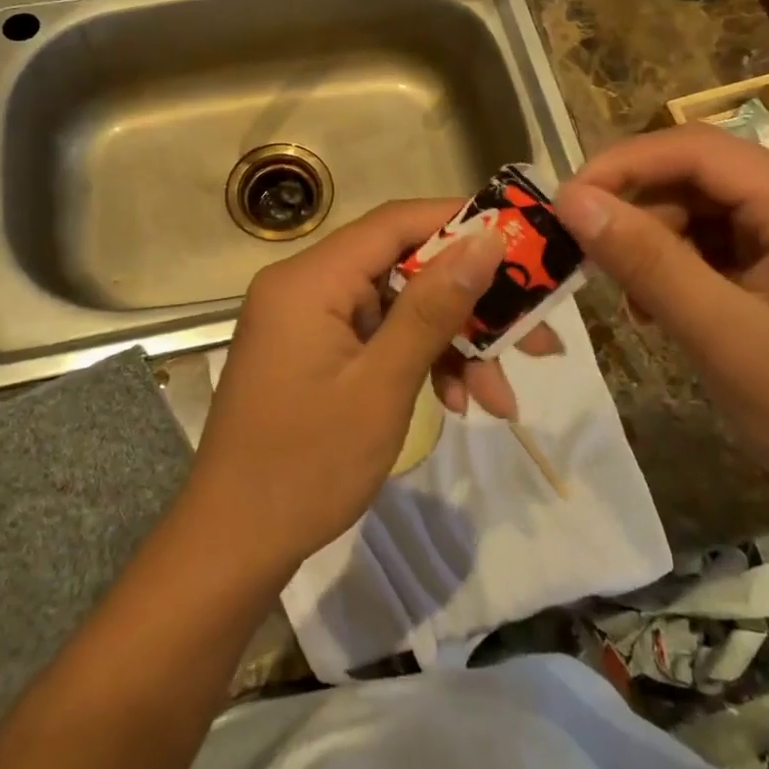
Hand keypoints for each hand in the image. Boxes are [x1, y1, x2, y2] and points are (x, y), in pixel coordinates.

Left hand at [185, 200, 506, 577]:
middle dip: (469, 304)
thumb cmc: (306, 465)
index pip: (395, 223)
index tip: (522, 240)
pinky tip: (458, 403)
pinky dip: (419, 362)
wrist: (234, 546)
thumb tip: (486, 240)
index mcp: (311, 279)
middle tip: (534, 336)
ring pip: (399, 308)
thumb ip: (433, 307)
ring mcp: (310, 321)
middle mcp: (307, 286)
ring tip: (502, 398)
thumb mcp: (383, 385)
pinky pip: (379, 338)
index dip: (460, 223)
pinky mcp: (316, 351)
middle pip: (404, 268)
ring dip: (452, 345)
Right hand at [554, 125, 768, 512]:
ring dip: (663, 245)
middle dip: (642, 213)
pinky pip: (733, 242)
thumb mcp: (720, 335)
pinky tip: (671, 308)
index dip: (622, 165)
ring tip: (638, 301)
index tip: (566, 200)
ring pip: (713, 210)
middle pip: (704, 177)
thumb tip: (571, 198)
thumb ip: (645, 260)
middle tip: (594, 262)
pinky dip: (692, 266)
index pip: (697, 149)